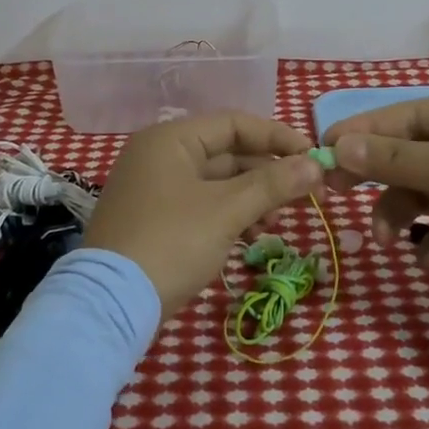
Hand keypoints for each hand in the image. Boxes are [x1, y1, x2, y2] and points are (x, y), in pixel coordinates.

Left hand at [85, 112, 323, 319]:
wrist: (111, 304)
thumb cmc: (171, 243)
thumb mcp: (226, 211)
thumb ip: (273, 184)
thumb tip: (316, 164)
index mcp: (170, 139)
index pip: (233, 124)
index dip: (277, 138)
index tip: (313, 157)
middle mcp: (159, 156)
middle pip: (226, 153)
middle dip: (268, 174)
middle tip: (308, 195)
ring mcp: (154, 189)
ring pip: (216, 183)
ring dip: (252, 198)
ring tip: (278, 224)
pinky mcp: (155, 220)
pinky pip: (202, 205)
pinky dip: (230, 216)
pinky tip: (254, 237)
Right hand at [325, 92, 428, 326]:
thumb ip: (392, 159)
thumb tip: (338, 146)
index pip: (407, 116)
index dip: (364, 131)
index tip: (324, 149)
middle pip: (412, 157)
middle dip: (380, 178)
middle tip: (338, 191)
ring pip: (425, 197)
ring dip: (404, 217)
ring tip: (390, 238)